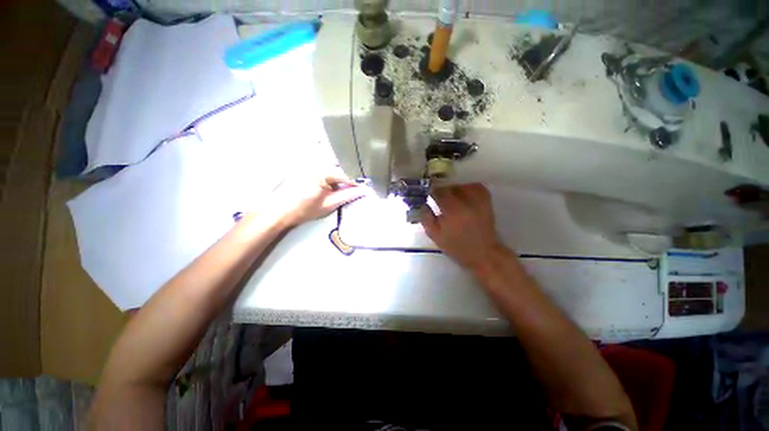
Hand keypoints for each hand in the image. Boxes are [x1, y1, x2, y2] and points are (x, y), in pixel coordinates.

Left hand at [268, 166, 367, 226]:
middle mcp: (316, 162)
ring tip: (345, 188)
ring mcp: (310, 163)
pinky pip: (325, 168)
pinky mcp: (306, 166)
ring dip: (340, 176)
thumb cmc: (304, 209)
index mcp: (321, 171)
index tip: (364, 189)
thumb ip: (348, 195)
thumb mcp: (329, 204)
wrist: (279, 211)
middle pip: (340, 167)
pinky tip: (332, 185)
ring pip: (333, 166)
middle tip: (355, 189)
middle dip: (349, 177)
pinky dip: (331, 176)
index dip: (356, 182)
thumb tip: (364, 191)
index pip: (346, 173)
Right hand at [420, 184, 505, 270]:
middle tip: (439, 197)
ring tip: (451, 196)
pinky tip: (463, 195)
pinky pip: (476, 186)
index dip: (432, 192)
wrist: (482, 253)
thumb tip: (423, 203)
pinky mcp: (487, 201)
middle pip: (451, 186)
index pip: (439, 192)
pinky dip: (468, 188)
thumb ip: (426, 217)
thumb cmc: (456, 246)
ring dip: (455, 188)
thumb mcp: (435, 235)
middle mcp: (467, 202)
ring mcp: (479, 200)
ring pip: (463, 184)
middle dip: (443, 190)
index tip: (429, 195)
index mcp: (453, 211)